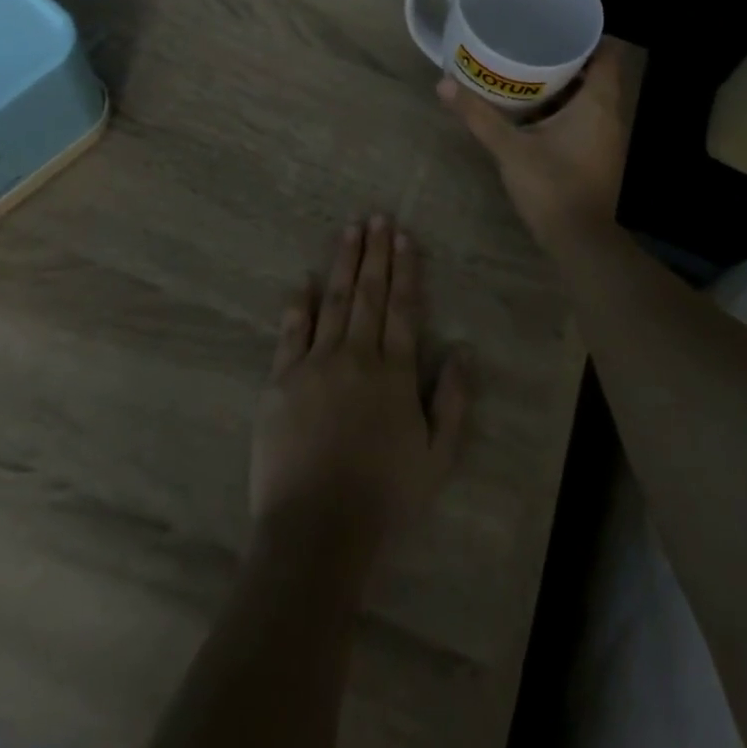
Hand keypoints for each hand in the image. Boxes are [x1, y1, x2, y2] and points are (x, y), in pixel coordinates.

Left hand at [250, 217, 470, 576]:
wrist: (317, 531)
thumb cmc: (385, 498)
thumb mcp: (438, 457)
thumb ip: (454, 401)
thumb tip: (465, 349)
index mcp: (395, 372)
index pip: (403, 308)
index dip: (405, 269)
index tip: (403, 236)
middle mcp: (357, 356)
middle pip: (368, 294)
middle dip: (375, 253)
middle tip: (377, 217)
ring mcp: (315, 365)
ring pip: (333, 301)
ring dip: (342, 263)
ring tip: (349, 230)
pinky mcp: (281, 381)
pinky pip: (291, 332)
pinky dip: (298, 303)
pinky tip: (303, 279)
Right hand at [436, 38, 631, 243]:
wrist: (579, 241)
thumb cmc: (552, 187)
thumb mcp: (509, 149)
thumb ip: (478, 115)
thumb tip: (443, 83)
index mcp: (597, 103)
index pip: (607, 52)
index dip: (587, 34)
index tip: (556, 22)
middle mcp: (609, 114)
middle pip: (595, 72)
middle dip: (565, 56)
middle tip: (531, 41)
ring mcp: (604, 136)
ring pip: (588, 96)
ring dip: (562, 83)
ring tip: (526, 67)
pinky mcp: (596, 154)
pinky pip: (583, 117)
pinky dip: (562, 107)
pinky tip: (532, 109)